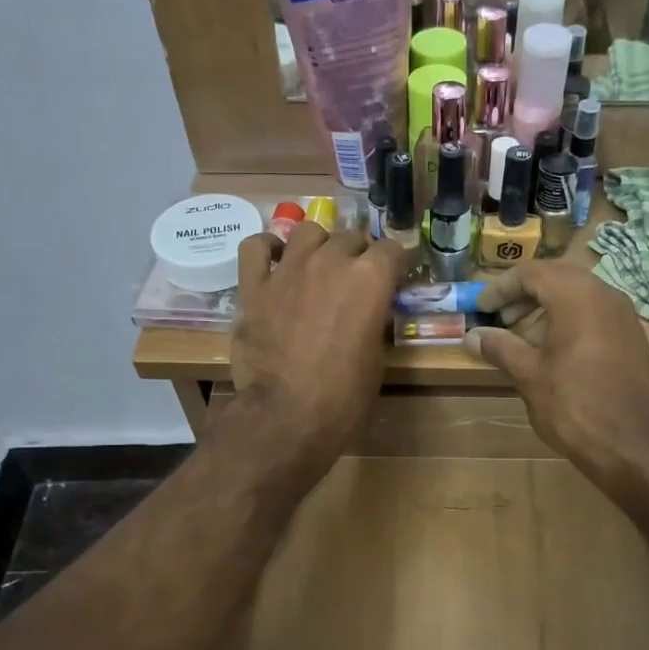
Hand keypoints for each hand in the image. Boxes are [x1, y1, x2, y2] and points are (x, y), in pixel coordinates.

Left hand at [229, 223, 403, 478]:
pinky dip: (268, 249)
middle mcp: (332, 261)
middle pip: (351, 237)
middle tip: (355, 281)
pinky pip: (256, 246)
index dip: (394, 264)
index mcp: (371, 278)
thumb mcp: (377, 357)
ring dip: (318, 246)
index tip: (393, 278)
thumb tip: (369, 311)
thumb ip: (374, 320)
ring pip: (308, 232)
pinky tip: (275, 261)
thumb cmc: (344, 397)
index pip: (392, 249)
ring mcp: (289, 269)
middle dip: (358, 255)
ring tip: (317, 268)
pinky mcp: (254, 285)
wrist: (288, 416)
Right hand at [462, 263, 648, 490]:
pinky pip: (595, 314)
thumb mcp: (528, 375)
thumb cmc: (572, 405)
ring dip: (546, 308)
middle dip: (524, 295)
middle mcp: (605, 294)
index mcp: (577, 295)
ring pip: (578, 295)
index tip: (481, 309)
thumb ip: (500, 347)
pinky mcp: (632, 337)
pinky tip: (552, 351)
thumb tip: (472, 336)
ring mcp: (624, 315)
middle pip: (557, 278)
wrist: (629, 445)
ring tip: (521, 338)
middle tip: (500, 319)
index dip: (501, 288)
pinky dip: (569, 321)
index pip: (532, 273)